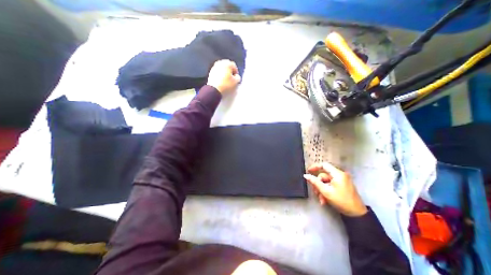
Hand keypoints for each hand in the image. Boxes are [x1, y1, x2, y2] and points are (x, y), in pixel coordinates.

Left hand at [205, 59, 240, 92]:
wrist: (214, 89)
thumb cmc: (226, 85)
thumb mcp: (235, 82)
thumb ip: (238, 77)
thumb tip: (236, 76)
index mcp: (227, 64)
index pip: (234, 65)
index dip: (236, 72)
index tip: (236, 78)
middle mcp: (220, 63)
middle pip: (227, 66)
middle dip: (230, 71)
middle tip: (231, 78)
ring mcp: (214, 67)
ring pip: (222, 68)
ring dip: (224, 72)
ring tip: (226, 80)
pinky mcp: (211, 72)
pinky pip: (217, 72)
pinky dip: (220, 75)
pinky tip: (221, 81)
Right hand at [304, 161, 367, 216]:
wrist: (356, 214)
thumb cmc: (341, 201)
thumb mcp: (325, 191)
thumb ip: (315, 182)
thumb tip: (306, 175)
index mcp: (338, 174)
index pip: (324, 165)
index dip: (315, 167)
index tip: (308, 171)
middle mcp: (340, 175)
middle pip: (324, 175)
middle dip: (318, 184)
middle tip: (315, 192)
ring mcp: (342, 180)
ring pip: (326, 182)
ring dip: (322, 190)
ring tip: (321, 199)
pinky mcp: (343, 185)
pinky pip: (331, 185)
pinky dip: (327, 191)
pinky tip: (325, 199)